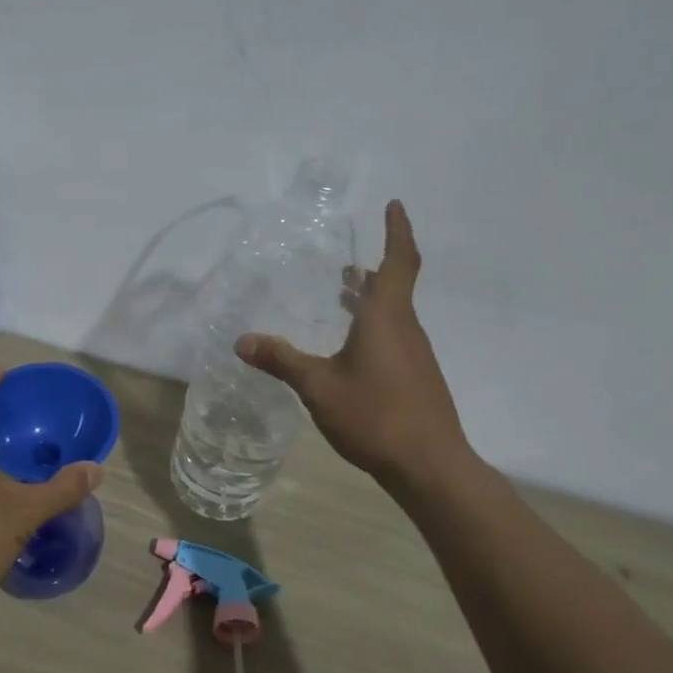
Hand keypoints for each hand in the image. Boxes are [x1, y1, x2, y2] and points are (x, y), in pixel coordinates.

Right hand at [236, 200, 478, 490]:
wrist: (430, 467)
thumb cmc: (375, 416)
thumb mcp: (318, 387)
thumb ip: (281, 360)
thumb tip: (241, 341)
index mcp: (386, 318)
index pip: (398, 262)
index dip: (397, 230)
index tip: (394, 204)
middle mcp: (406, 329)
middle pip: (394, 286)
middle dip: (373, 270)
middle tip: (345, 264)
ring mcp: (415, 355)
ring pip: (394, 314)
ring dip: (371, 300)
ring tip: (342, 297)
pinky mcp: (417, 378)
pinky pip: (394, 337)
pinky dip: (373, 327)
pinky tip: (351, 349)